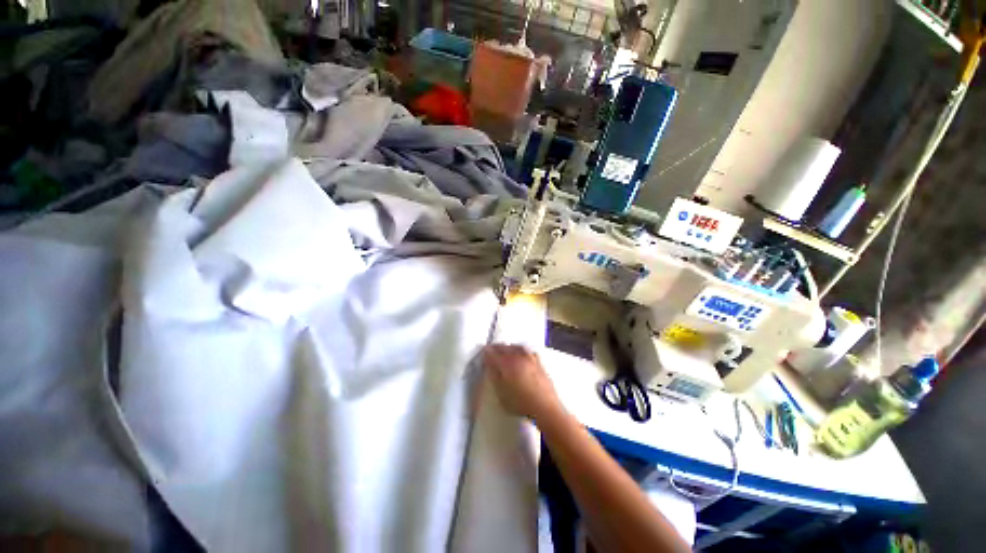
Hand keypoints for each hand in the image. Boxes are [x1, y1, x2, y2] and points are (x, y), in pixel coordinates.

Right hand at [482, 344, 562, 420]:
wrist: (545, 406)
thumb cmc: (521, 403)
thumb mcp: (501, 393)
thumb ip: (494, 377)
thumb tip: (489, 365)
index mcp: (507, 363)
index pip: (492, 353)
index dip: (486, 353)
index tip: (482, 354)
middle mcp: (518, 356)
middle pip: (504, 347)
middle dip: (496, 348)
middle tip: (491, 351)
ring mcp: (530, 357)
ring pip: (515, 347)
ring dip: (508, 347)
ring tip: (504, 351)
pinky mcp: (539, 362)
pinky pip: (526, 351)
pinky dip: (520, 350)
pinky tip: (520, 355)